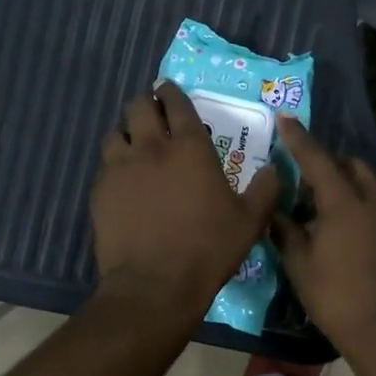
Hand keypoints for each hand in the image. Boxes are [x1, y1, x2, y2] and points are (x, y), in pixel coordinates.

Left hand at [90, 83, 279, 316]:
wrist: (155, 285)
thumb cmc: (208, 249)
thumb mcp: (250, 221)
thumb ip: (264, 190)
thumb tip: (275, 169)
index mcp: (189, 147)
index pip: (176, 103)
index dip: (172, 92)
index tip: (169, 90)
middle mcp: (151, 147)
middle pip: (138, 106)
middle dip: (146, 104)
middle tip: (153, 114)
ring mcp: (121, 167)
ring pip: (116, 133)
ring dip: (126, 134)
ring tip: (134, 147)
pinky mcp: (100, 190)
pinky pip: (104, 165)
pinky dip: (114, 165)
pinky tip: (122, 181)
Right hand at [271, 117, 375, 356]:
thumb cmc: (334, 297)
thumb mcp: (299, 264)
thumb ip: (286, 230)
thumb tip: (274, 210)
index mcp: (343, 204)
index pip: (317, 160)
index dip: (299, 138)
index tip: (286, 118)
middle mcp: (375, 205)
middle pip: (355, 168)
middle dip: (333, 164)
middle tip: (311, 179)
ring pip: (373, 195)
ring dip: (352, 195)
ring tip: (332, 219)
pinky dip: (369, 224)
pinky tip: (358, 250)